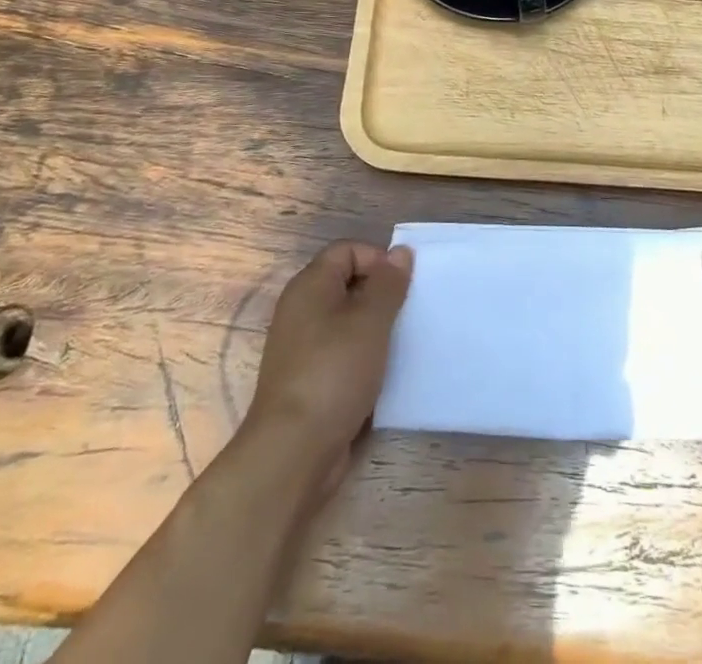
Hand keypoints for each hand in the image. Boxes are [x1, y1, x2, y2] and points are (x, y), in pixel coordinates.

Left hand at [242, 240, 412, 495]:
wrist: (293, 452)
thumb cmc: (334, 372)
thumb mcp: (370, 321)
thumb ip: (388, 283)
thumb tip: (400, 252)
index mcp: (311, 285)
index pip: (348, 249)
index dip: (378, 259)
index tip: (404, 285)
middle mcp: (301, 309)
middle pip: (347, 284)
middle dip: (381, 294)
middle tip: (409, 313)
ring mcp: (302, 346)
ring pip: (347, 321)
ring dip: (375, 328)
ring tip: (402, 343)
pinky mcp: (308, 379)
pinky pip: (342, 353)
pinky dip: (363, 356)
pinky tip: (384, 373)